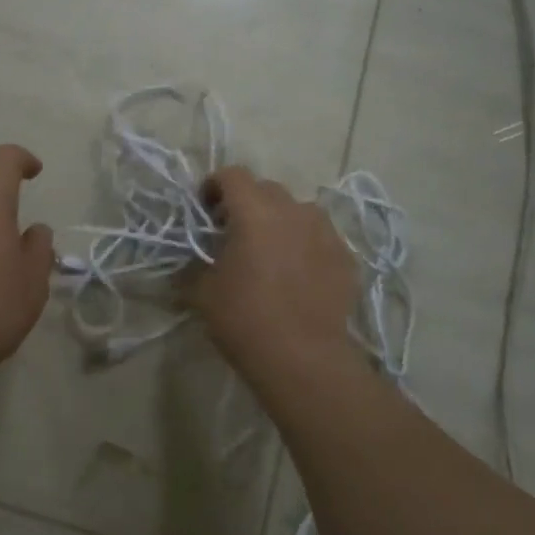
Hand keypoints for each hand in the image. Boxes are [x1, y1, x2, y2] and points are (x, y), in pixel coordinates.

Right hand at [191, 165, 359, 375]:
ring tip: (270, 253)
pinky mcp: (346, 257)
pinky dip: (305, 246)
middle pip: (266, 190)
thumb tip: (188, 262)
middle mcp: (293, 210)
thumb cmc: (245, 319)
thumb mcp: (202, 293)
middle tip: (234, 234)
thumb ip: (192, 266)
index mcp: (255, 211)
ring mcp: (325, 232)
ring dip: (279, 222)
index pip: (232, 175)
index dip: (214, 186)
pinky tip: (297, 276)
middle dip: (247, 204)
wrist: (304, 359)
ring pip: (297, 211)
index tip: (205, 211)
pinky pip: (319, 238)